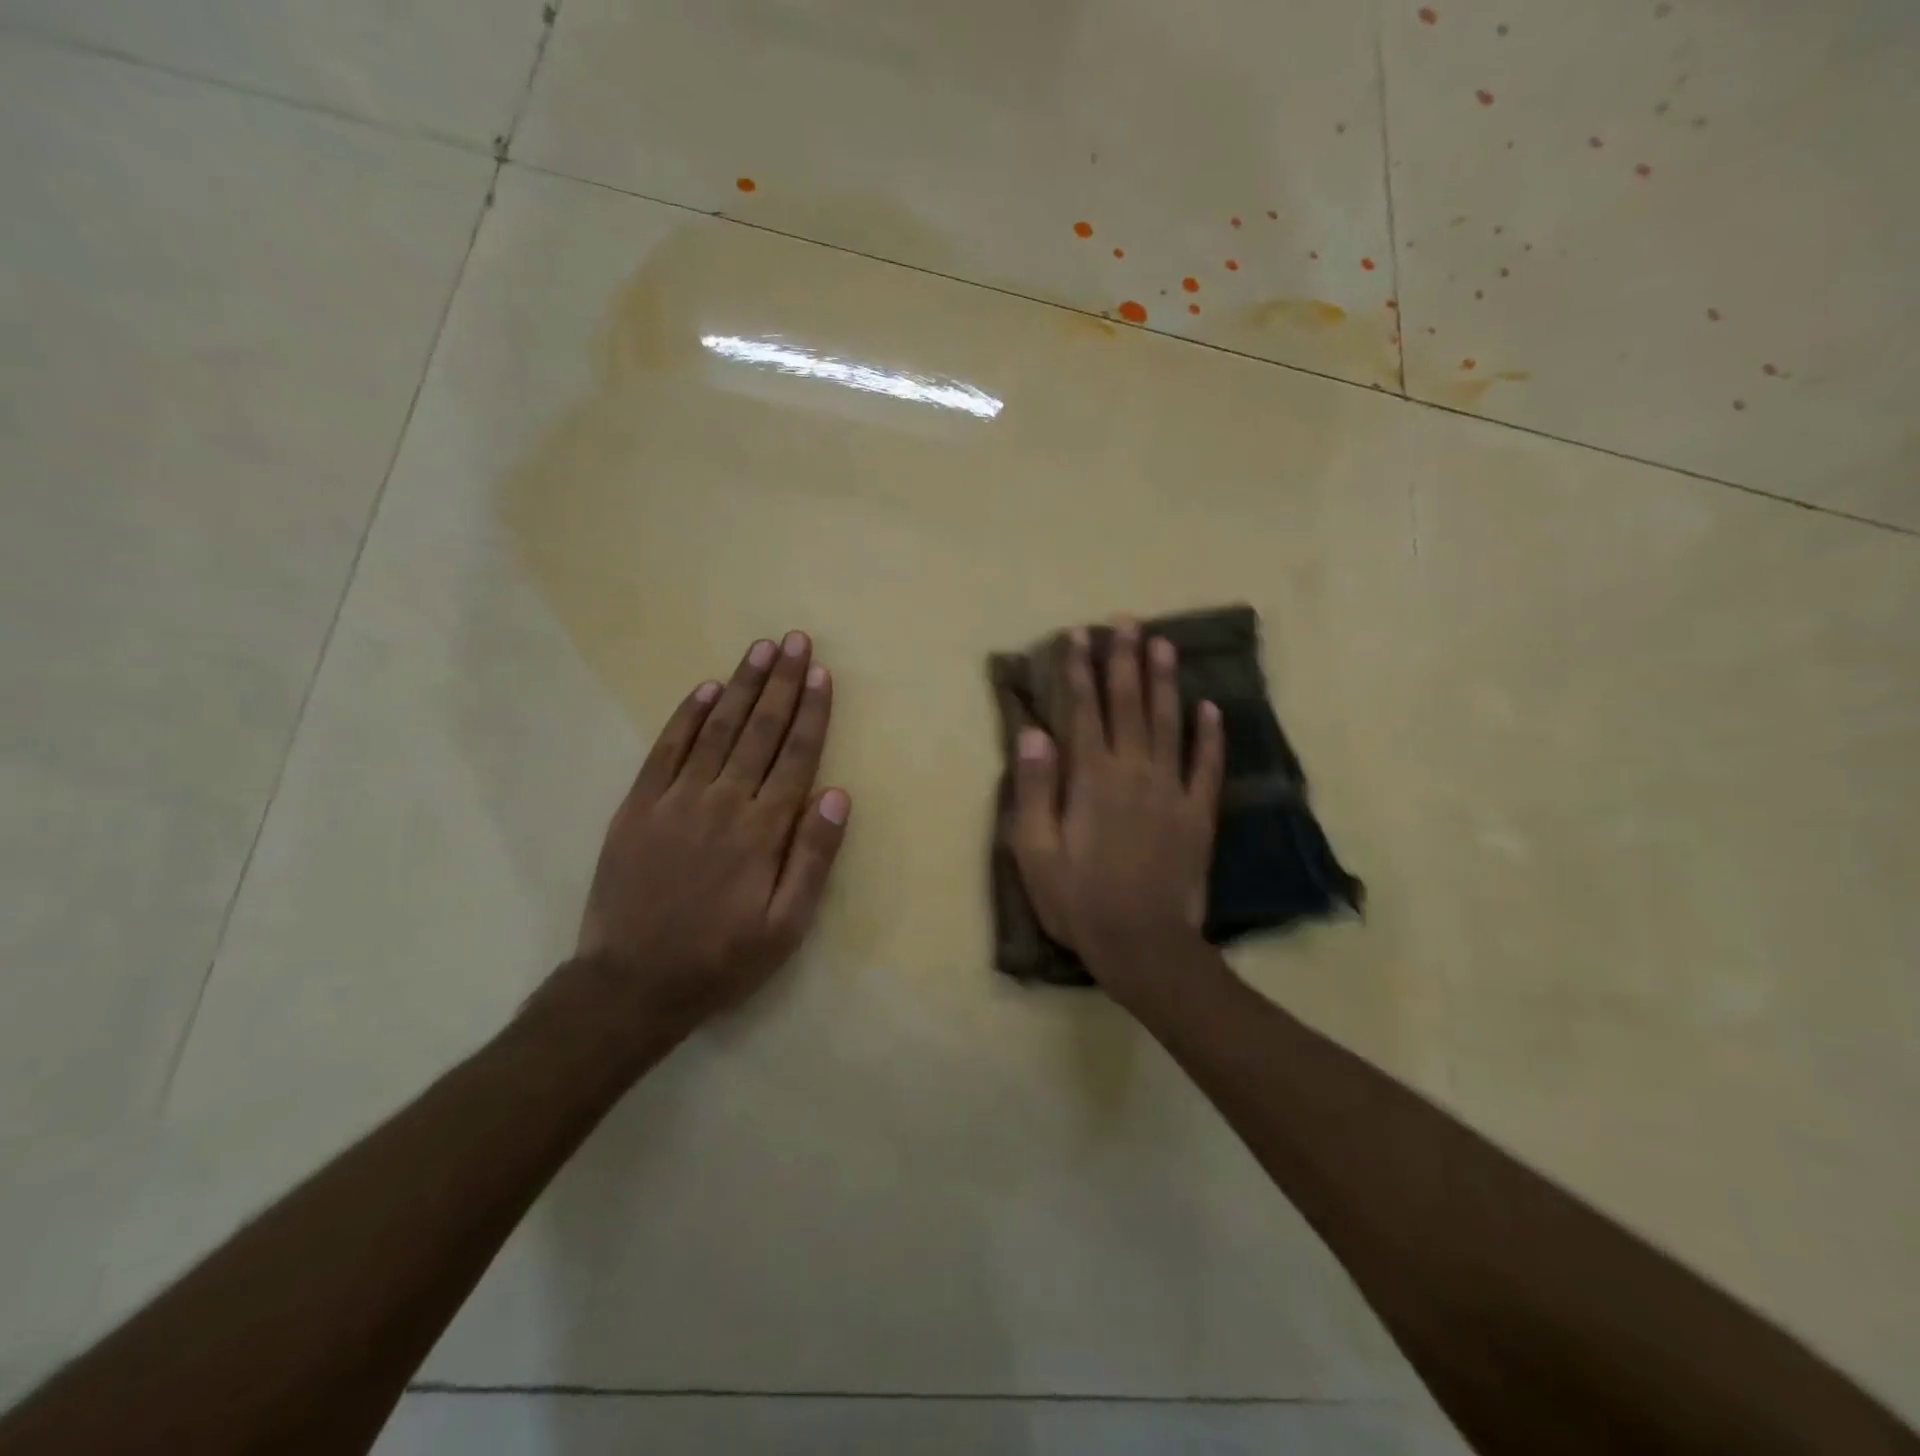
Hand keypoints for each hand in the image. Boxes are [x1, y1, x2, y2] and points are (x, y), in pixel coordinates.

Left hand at [569, 631, 850, 1034]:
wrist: (631, 984)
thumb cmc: (721, 959)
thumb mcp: (785, 926)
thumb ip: (813, 858)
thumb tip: (837, 795)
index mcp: (761, 830)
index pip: (795, 757)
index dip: (811, 713)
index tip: (821, 674)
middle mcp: (721, 802)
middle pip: (758, 731)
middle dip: (781, 683)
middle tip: (795, 640)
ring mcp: (675, 800)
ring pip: (716, 730)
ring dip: (741, 686)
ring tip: (760, 649)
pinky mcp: (638, 806)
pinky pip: (665, 750)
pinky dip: (687, 716)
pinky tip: (705, 689)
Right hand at [1009, 619, 1224, 1003]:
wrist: (1142, 943)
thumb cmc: (1078, 899)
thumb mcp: (1035, 850)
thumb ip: (1036, 788)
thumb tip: (1034, 732)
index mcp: (1092, 778)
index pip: (1083, 710)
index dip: (1079, 670)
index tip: (1078, 635)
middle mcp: (1133, 771)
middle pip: (1129, 704)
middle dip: (1124, 660)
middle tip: (1126, 621)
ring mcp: (1171, 791)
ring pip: (1169, 723)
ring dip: (1165, 682)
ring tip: (1163, 644)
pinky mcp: (1198, 814)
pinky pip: (1207, 766)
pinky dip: (1210, 735)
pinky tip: (1211, 707)